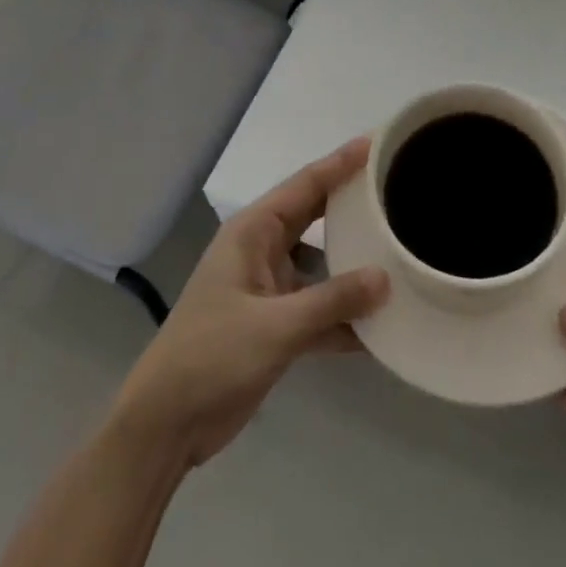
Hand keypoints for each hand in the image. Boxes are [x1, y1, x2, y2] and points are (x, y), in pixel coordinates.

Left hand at [111, 137, 389, 467]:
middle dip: (351, 205)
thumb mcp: (275, 326)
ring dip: (352, 265)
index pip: (305, 185)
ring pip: (320, 265)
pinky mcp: (274, 326)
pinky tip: (381, 326)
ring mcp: (268, 289)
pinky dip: (344, 315)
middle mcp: (262, 250)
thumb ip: (332, 301)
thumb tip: (386, 277)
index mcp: (253, 232)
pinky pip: (318, 309)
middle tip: (396, 190)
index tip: (376, 143)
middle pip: (315, 217)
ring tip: (399, 255)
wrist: (166, 423)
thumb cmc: (212, 355)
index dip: (340, 163)